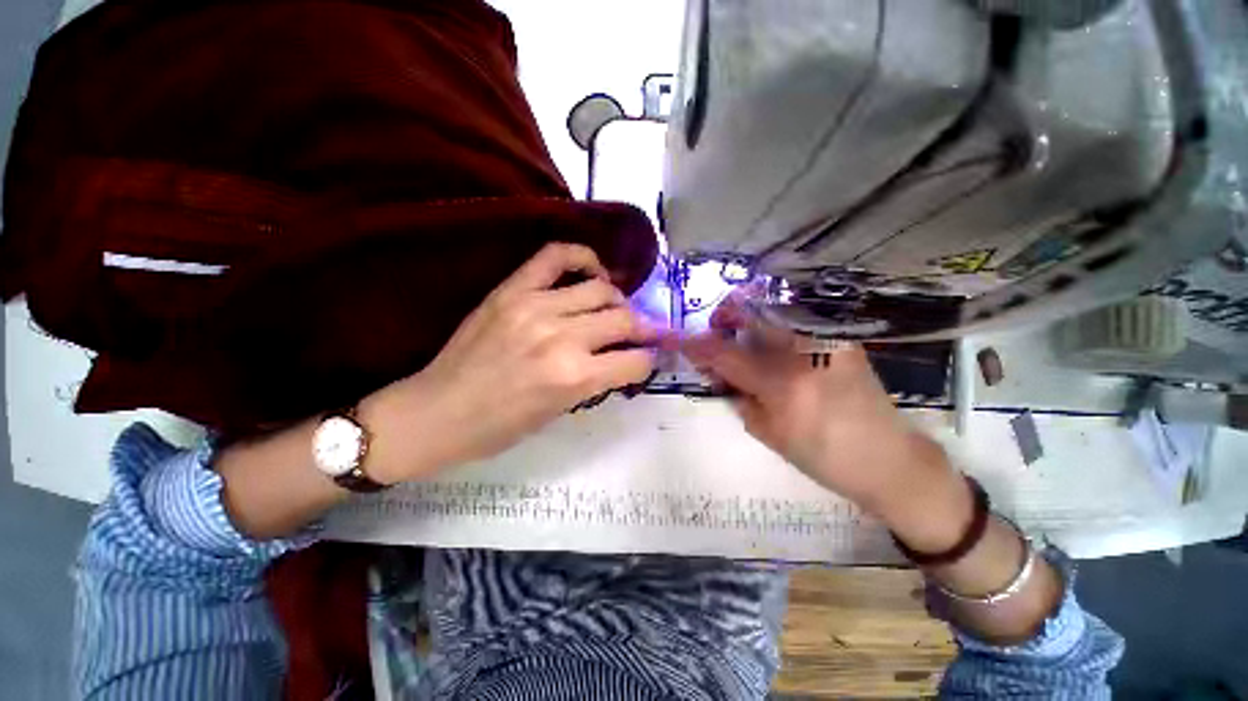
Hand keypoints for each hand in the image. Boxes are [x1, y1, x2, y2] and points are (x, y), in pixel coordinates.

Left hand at [361, 243, 659, 483]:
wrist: (437, 412)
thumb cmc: (500, 428)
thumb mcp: (559, 413)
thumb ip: (596, 381)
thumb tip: (624, 359)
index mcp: (575, 378)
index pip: (636, 360)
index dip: (648, 361)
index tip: (647, 359)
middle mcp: (562, 337)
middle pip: (625, 320)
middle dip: (641, 330)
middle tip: (638, 335)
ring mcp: (536, 306)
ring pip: (602, 289)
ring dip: (617, 301)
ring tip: (612, 309)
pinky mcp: (513, 290)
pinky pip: (557, 256)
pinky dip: (583, 259)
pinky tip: (591, 273)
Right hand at [682, 293, 963, 527]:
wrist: (888, 459)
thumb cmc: (824, 457)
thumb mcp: (768, 433)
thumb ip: (737, 396)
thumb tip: (718, 373)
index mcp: (783, 383)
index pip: (725, 354)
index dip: (697, 345)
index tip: (682, 341)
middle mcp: (805, 350)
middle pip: (752, 311)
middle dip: (725, 315)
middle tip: (717, 332)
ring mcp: (827, 339)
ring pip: (774, 309)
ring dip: (748, 317)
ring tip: (743, 339)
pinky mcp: (841, 339)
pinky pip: (797, 319)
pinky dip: (773, 324)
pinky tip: (772, 344)